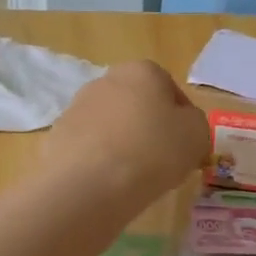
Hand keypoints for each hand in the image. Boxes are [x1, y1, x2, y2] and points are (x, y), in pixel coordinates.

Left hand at [40, 60, 209, 202]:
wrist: (88, 184)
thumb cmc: (152, 151)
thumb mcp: (197, 135)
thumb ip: (195, 123)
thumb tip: (183, 125)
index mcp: (142, 71)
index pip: (170, 89)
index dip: (182, 118)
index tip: (185, 145)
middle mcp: (106, 80)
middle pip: (137, 104)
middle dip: (149, 128)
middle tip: (161, 161)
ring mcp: (76, 107)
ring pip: (111, 125)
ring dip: (122, 143)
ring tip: (132, 177)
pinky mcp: (57, 136)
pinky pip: (89, 146)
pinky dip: (99, 160)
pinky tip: (106, 183)